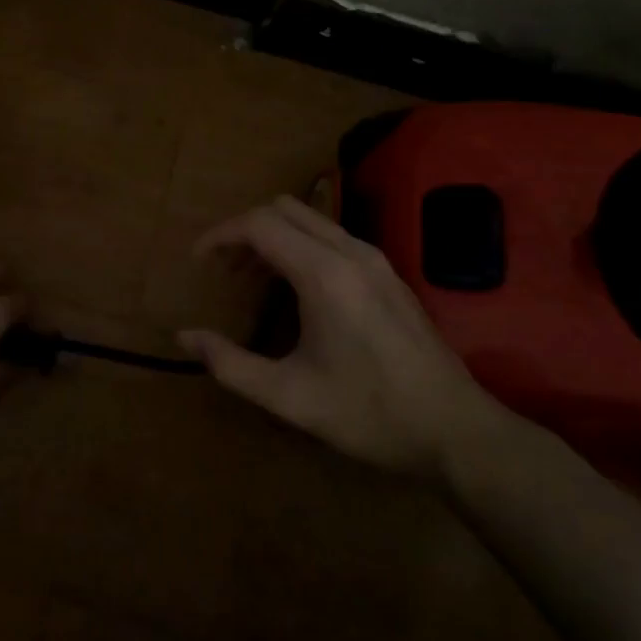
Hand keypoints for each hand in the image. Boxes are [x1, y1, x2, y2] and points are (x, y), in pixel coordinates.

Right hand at [179, 196, 487, 477]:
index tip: (198, 262)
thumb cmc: (369, 414)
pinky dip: (300, 245)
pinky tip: (295, 288)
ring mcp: (375, 259)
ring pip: (311, 219)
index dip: (221, 235)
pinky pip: (332, 237)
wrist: (456, 431)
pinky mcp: (388, 273)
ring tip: (251, 277)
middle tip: (224, 269)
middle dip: (245, 230)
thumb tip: (185, 337)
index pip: (260, 224)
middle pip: (284, 209)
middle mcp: (350, 252)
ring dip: (274, 235)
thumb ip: (230, 364)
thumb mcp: (290, 397)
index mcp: (324, 274)